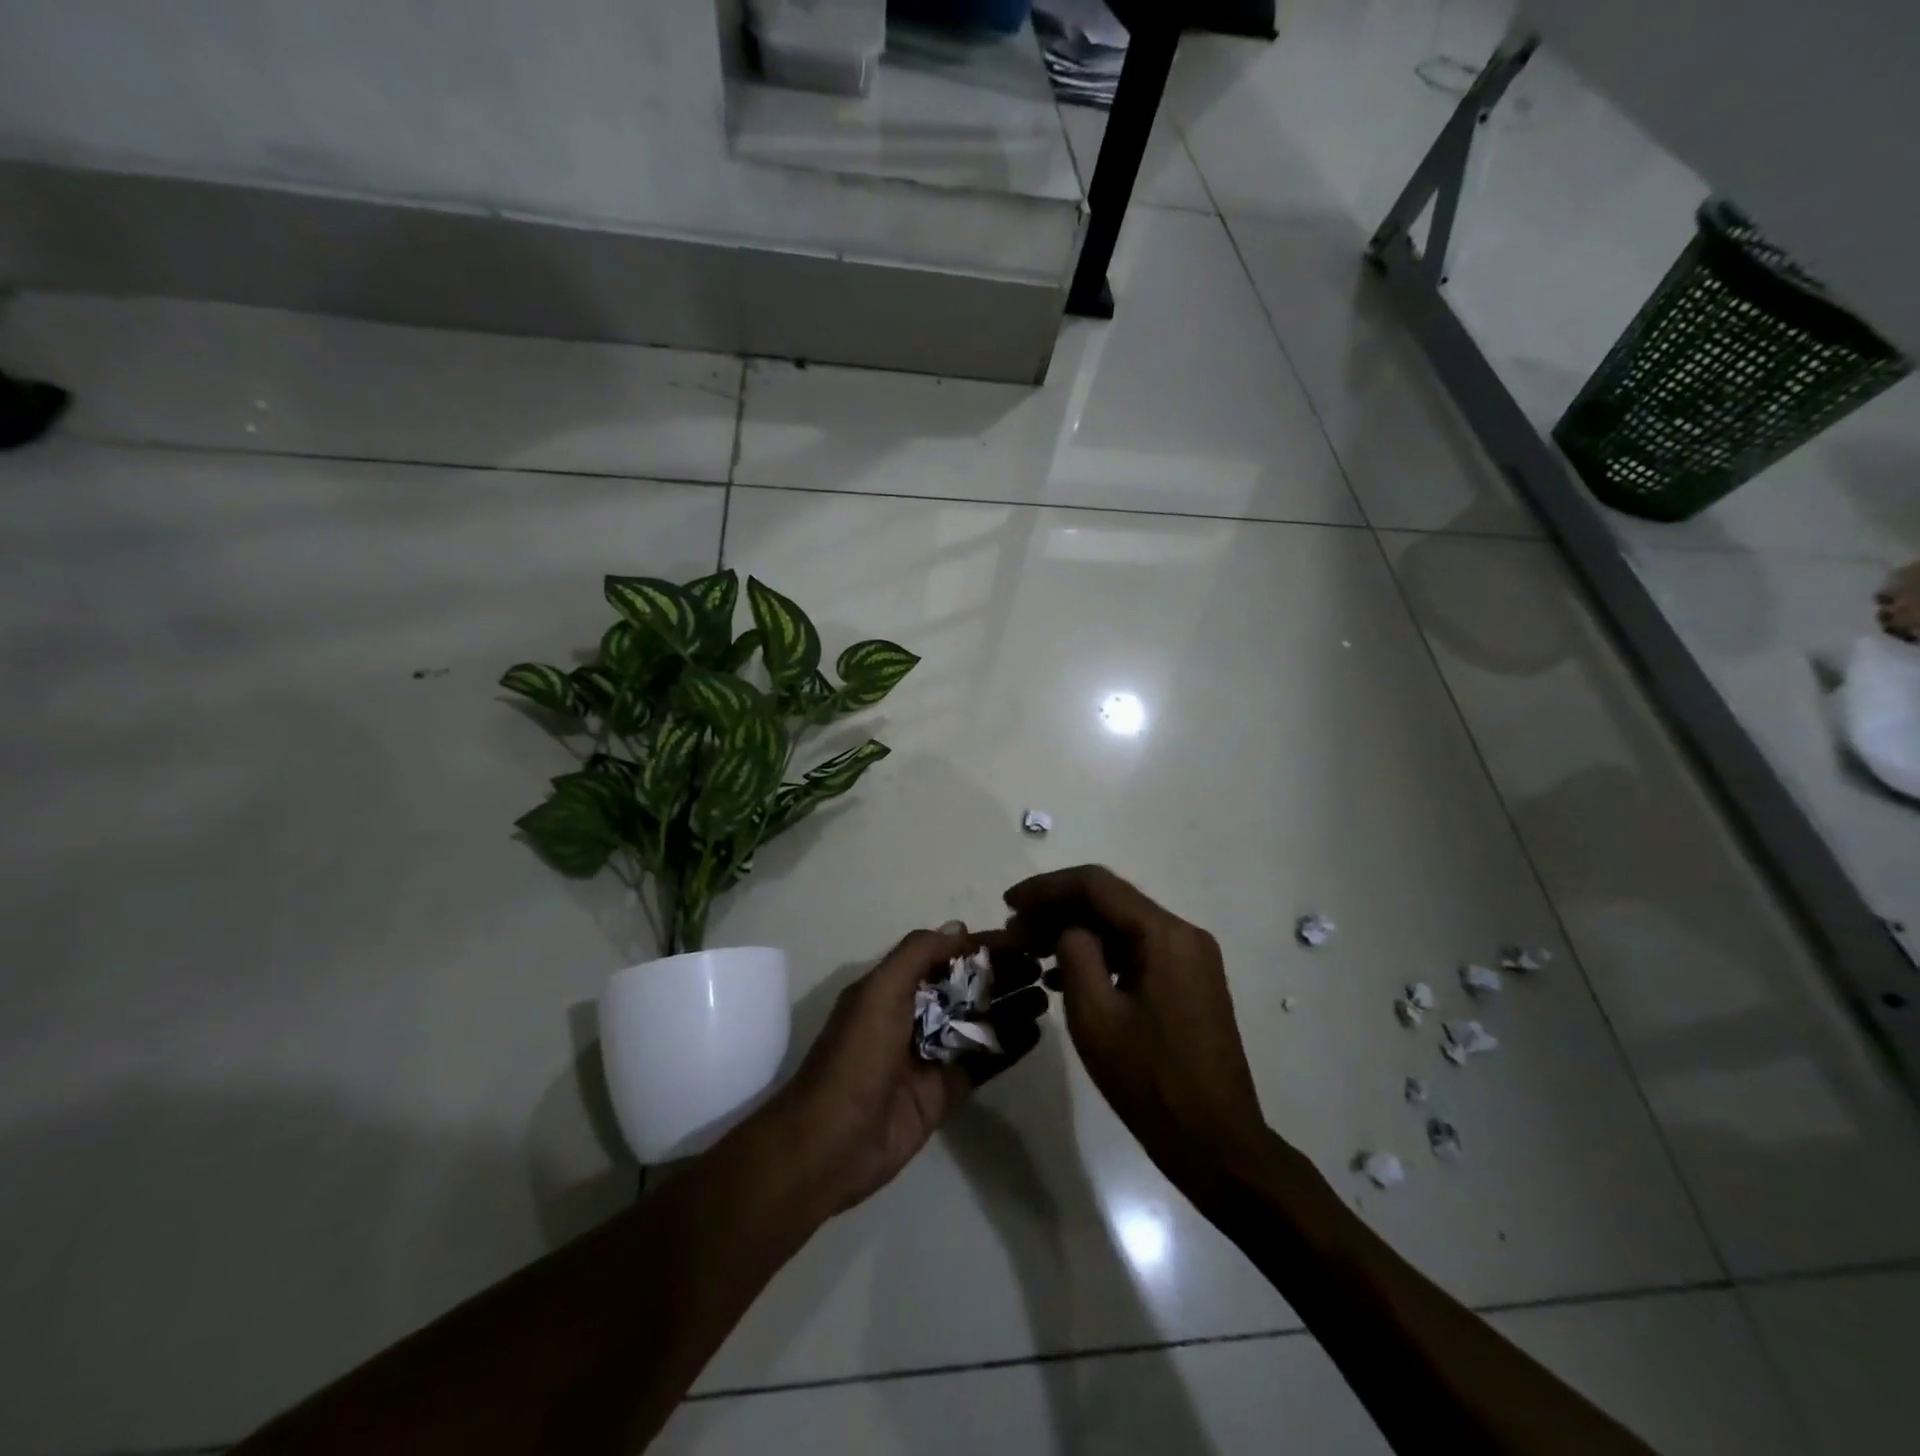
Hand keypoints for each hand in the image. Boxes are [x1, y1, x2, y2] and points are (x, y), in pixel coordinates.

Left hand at [769, 927, 1048, 1216]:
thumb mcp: (879, 991)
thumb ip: (917, 954)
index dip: (979, 946)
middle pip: (965, 987)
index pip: (944, 956)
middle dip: (1001, 974)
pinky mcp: (946, 1091)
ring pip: (978, 1022)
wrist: (832, 1143)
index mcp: (893, 988)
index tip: (1019, 939)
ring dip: (1010, 1006)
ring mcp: (931, 1055)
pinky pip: (983, 1062)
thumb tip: (959, 928)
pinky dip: (1009, 1046)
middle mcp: (913, 1015)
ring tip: (1046, 994)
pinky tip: (1036, 1032)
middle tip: (1042, 966)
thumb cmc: (856, 1056)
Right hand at [1001, 867, 1268, 1197]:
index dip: (1046, 888)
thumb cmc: (1150, 1082)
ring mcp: (1190, 958)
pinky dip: (1100, 956)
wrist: (1216, 1144)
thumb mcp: (1096, 1017)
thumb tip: (1067, 928)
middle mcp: (1183, 934)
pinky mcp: (1189, 982)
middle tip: (1014, 932)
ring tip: (1031, 953)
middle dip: (1057, 911)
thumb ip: (1075, 955)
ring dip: (1076, 933)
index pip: (1096, 886)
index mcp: (1165, 935)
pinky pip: (1136, 952)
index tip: (1009, 904)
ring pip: (1121, 927)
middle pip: (1110, 902)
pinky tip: (1063, 978)